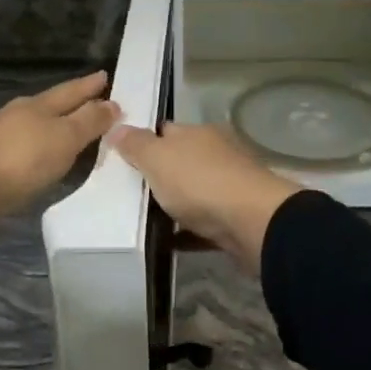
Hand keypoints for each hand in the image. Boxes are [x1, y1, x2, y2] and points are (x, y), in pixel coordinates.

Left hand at [0, 72, 120, 221]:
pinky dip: (39, 141)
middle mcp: (19, 112)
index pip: (71, 91)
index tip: (105, 76)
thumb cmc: (22, 161)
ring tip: (70, 126)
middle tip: (93, 98)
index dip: (89, 85)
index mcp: (39, 104)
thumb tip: (112, 102)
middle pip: (52, 103)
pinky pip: (23, 140)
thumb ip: (89, 121)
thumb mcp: (64, 139)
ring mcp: (0, 132)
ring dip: (55, 122)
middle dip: (73, 101)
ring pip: (35, 120)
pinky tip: (41, 150)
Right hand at [105, 121, 301, 273]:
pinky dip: (186, 231)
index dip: (144, 141)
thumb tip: (117, 127)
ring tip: (142, 219)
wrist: (253, 223)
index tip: (122, 157)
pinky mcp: (235, 218)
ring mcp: (229, 186)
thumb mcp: (158, 158)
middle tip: (127, 191)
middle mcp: (216, 154)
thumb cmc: (200, 183)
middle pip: (180, 161)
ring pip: (193, 192)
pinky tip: (167, 242)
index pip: (166, 130)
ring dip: (174, 203)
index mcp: (199, 134)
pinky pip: (203, 223)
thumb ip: (136, 144)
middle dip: (159, 174)